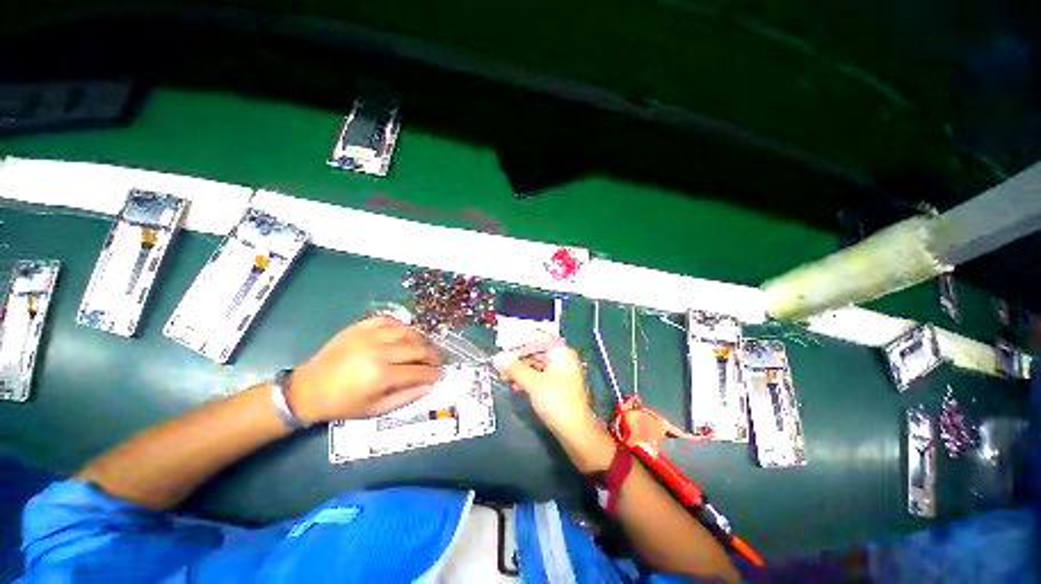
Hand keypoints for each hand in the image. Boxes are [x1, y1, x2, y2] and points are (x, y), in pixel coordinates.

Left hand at [287, 317, 441, 422]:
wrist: (308, 389)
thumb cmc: (342, 404)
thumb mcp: (375, 409)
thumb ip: (406, 397)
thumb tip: (430, 386)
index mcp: (381, 376)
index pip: (419, 371)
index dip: (434, 373)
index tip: (440, 375)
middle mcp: (378, 352)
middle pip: (418, 348)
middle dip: (433, 355)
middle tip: (437, 361)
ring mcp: (369, 336)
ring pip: (407, 332)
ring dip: (421, 340)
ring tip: (424, 347)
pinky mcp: (360, 327)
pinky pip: (390, 321)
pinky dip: (402, 327)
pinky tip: (405, 335)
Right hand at [497, 339, 595, 436]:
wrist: (576, 431)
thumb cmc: (556, 401)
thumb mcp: (533, 383)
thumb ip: (515, 368)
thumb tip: (497, 358)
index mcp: (560, 351)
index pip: (537, 336)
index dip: (519, 340)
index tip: (503, 348)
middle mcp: (562, 357)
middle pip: (536, 350)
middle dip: (518, 358)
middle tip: (501, 367)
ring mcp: (562, 371)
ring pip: (537, 363)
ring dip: (521, 369)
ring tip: (505, 378)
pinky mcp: (559, 384)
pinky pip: (541, 375)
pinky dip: (528, 379)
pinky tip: (517, 387)